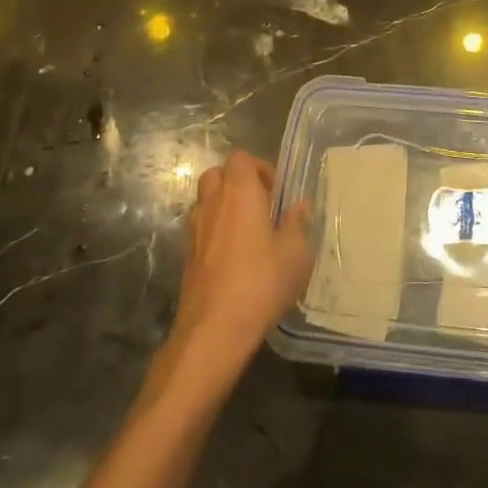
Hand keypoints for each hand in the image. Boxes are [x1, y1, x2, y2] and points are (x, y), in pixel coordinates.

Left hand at [162, 150, 312, 396]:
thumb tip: (300, 205)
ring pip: (206, 200)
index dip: (259, 167)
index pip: (240, 158)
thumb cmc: (261, 283)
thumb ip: (297, 224)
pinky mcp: (187, 255)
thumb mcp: (295, 254)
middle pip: (218, 174)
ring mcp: (195, 229)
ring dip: (225, 206)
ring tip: (249, 231)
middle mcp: (213, 203)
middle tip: (262, 206)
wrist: (214, 329)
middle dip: (238, 183)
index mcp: (240, 193)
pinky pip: (201, 227)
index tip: (276, 192)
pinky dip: (215, 230)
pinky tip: (235, 256)